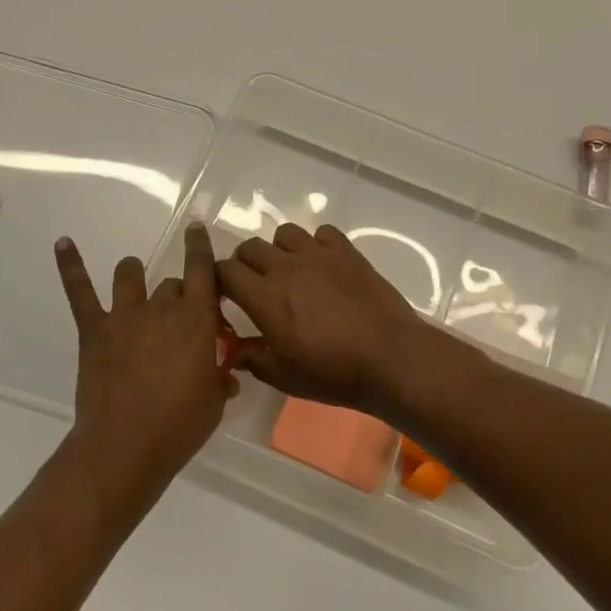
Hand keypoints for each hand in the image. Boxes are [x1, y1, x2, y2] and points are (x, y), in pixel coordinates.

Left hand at [54, 222, 230, 514]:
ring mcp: (125, 316)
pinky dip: (71, 265)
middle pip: (172, 285)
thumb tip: (227, 375)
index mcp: (197, 321)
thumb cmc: (178, 427)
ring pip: (130, 275)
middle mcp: (162, 309)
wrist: (124, 448)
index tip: (197, 229)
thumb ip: (220, 380)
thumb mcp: (213, 404)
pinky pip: (81, 292)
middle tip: (178, 323)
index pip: (203, 271)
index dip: (201, 247)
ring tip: (135, 285)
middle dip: (177, 297)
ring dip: (135, 276)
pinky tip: (62, 243)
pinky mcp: (95, 331)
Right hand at [216, 223, 457, 412]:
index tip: (226, 295)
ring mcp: (318, 255)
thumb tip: (235, 352)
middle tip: (256, 285)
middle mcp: (286, 268)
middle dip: (245, 263)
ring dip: (280, 249)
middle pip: (250, 247)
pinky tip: (325, 265)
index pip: (225, 271)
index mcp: (264, 297)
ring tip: (291, 271)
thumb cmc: (333, 373)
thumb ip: (254, 360)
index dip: (220, 280)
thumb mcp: (285, 377)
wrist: (390, 359)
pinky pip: (323, 233)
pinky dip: (318, 244)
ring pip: (285, 233)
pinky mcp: (347, 252)